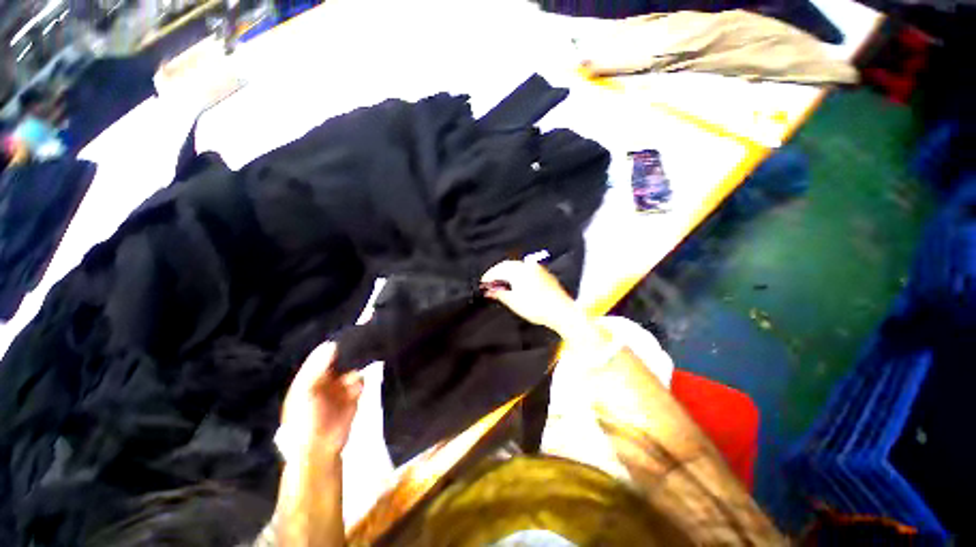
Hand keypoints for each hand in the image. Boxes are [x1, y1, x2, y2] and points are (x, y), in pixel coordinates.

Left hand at [277, 342, 362, 461]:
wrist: (319, 447)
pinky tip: (355, 391)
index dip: (334, 346)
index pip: (323, 354)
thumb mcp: (305, 392)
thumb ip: (318, 368)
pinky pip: (361, 381)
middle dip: (349, 356)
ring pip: (353, 369)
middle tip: (357, 352)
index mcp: (311, 376)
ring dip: (353, 374)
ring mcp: (342, 386)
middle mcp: (327, 378)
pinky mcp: (355, 394)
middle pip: (342, 359)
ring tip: (349, 384)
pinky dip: (359, 383)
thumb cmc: (305, 419)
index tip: (347, 337)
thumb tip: (332, 344)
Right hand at [481, 259, 586, 335]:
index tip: (483, 282)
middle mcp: (529, 266)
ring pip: (518, 267)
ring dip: (508, 273)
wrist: (562, 311)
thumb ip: (500, 293)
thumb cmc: (538, 308)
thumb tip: (489, 290)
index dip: (489, 275)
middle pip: (508, 265)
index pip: (499, 269)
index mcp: (520, 271)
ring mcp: (538, 269)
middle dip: (498, 273)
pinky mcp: (545, 274)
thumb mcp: (514, 302)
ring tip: (502, 284)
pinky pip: (527, 270)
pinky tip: (517, 284)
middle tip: (490, 282)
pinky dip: (518, 274)